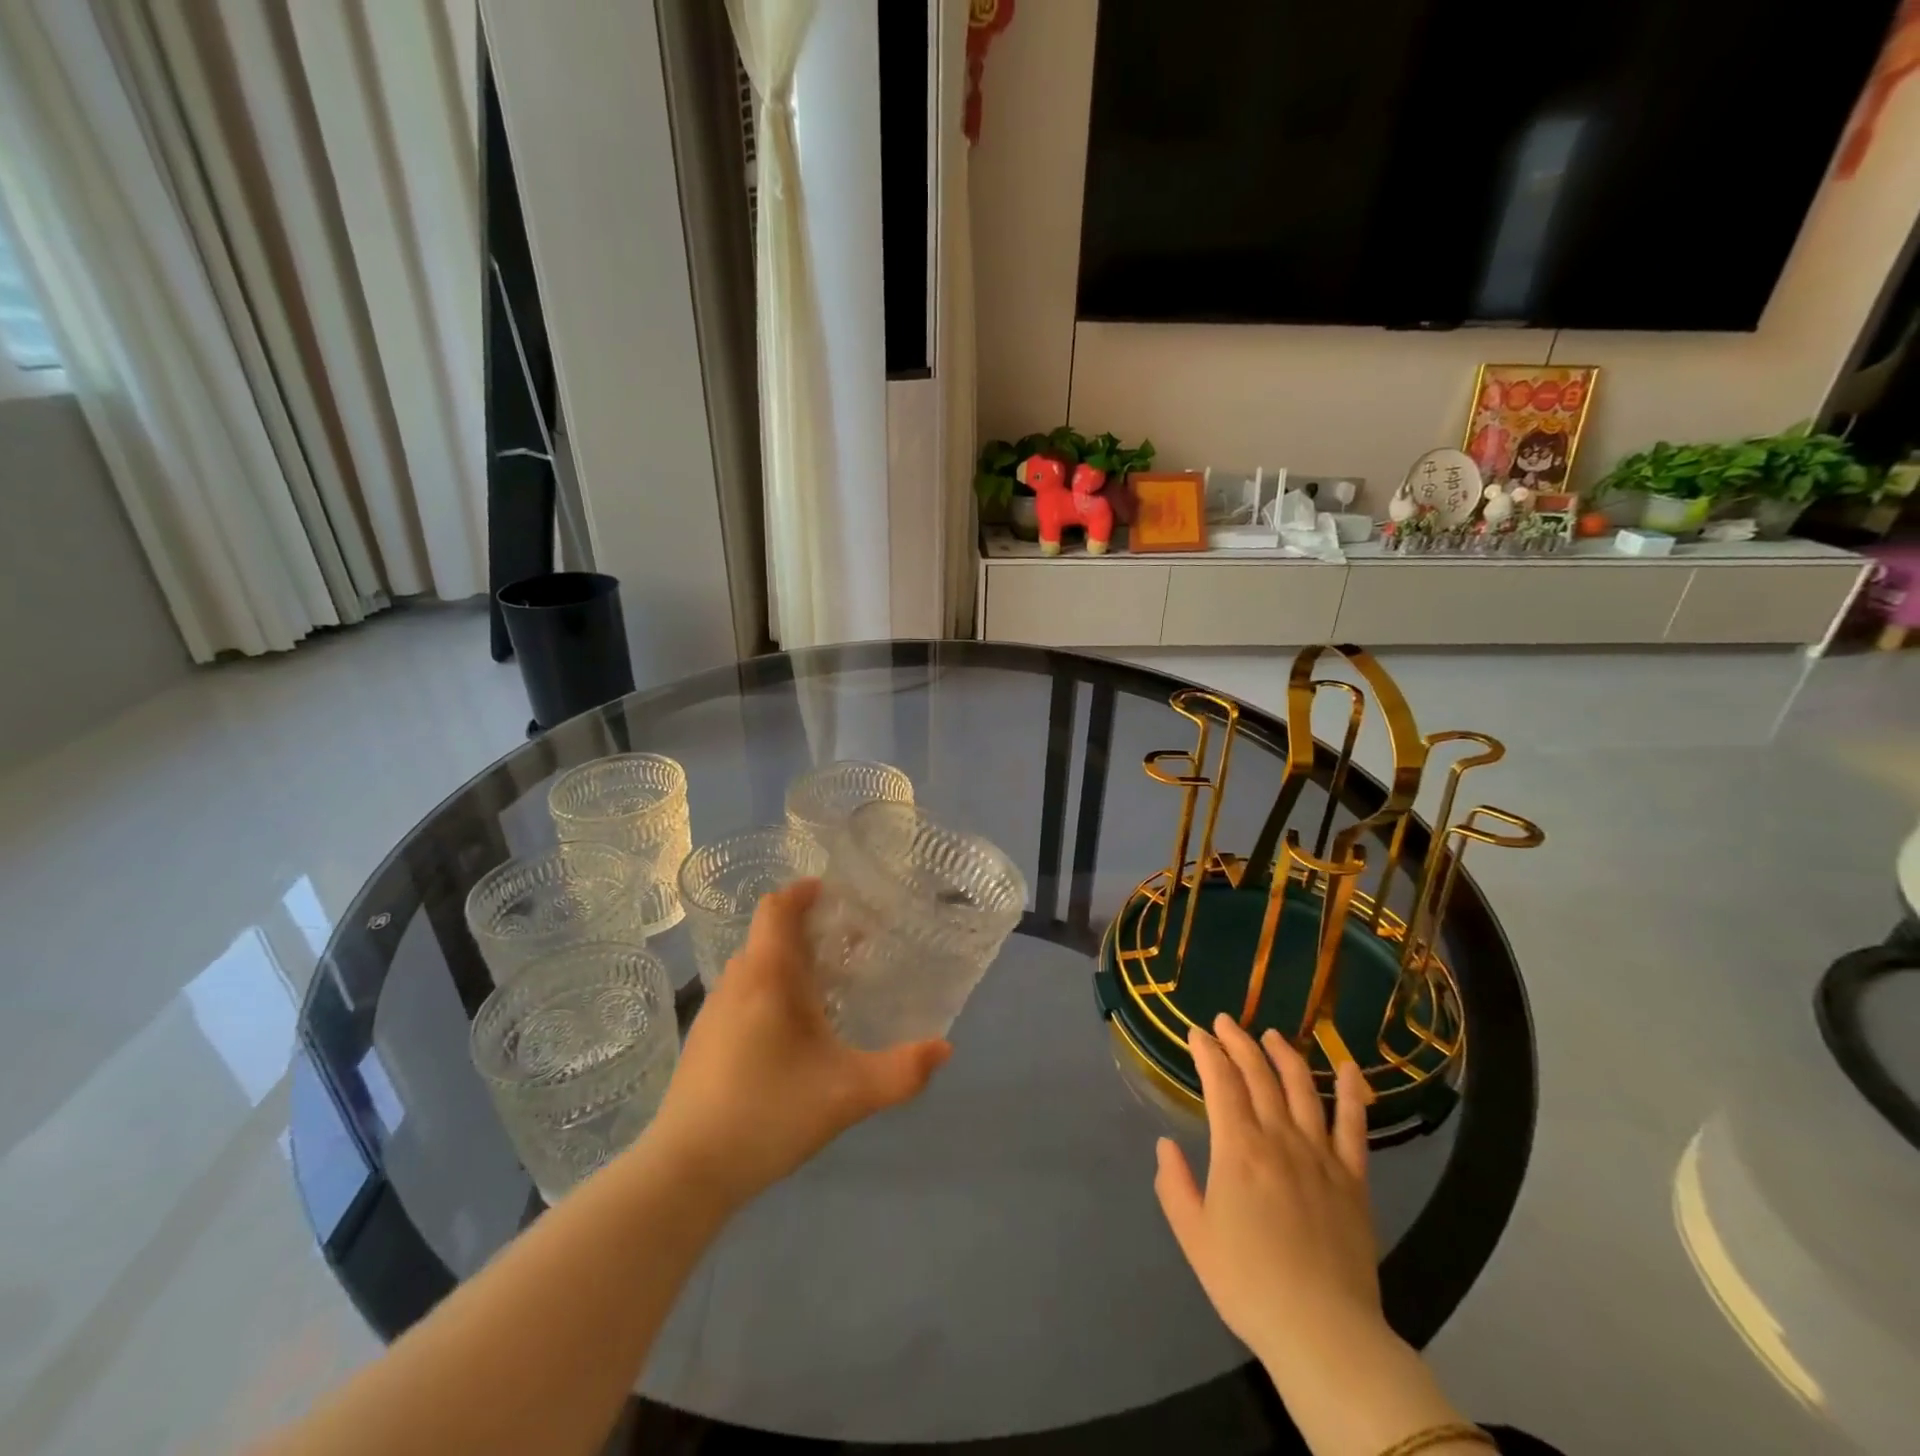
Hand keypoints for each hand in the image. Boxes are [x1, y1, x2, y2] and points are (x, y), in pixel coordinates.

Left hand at [644, 879, 950, 1212]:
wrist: (685, 1172)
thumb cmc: (767, 1115)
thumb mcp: (847, 1095)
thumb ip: (901, 1072)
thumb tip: (944, 1048)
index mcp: (767, 977)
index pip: (776, 908)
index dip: (802, 892)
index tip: (834, 893)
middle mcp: (737, 982)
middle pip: (768, 934)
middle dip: (806, 929)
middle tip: (848, 944)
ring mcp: (714, 1011)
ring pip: (754, 965)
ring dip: (786, 960)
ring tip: (825, 984)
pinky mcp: (703, 1040)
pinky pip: (742, 993)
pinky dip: (769, 988)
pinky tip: (790, 1030)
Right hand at [1154, 1014, 1378, 1368]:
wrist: (1322, 1332)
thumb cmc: (1247, 1283)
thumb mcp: (1193, 1235)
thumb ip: (1175, 1184)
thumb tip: (1166, 1145)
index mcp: (1238, 1148)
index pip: (1221, 1082)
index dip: (1207, 1052)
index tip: (1196, 1033)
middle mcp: (1279, 1138)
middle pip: (1259, 1075)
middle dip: (1239, 1042)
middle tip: (1226, 1022)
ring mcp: (1320, 1155)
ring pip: (1302, 1089)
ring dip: (1285, 1055)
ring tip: (1272, 1035)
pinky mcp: (1353, 1179)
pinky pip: (1354, 1127)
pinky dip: (1352, 1094)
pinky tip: (1349, 1068)